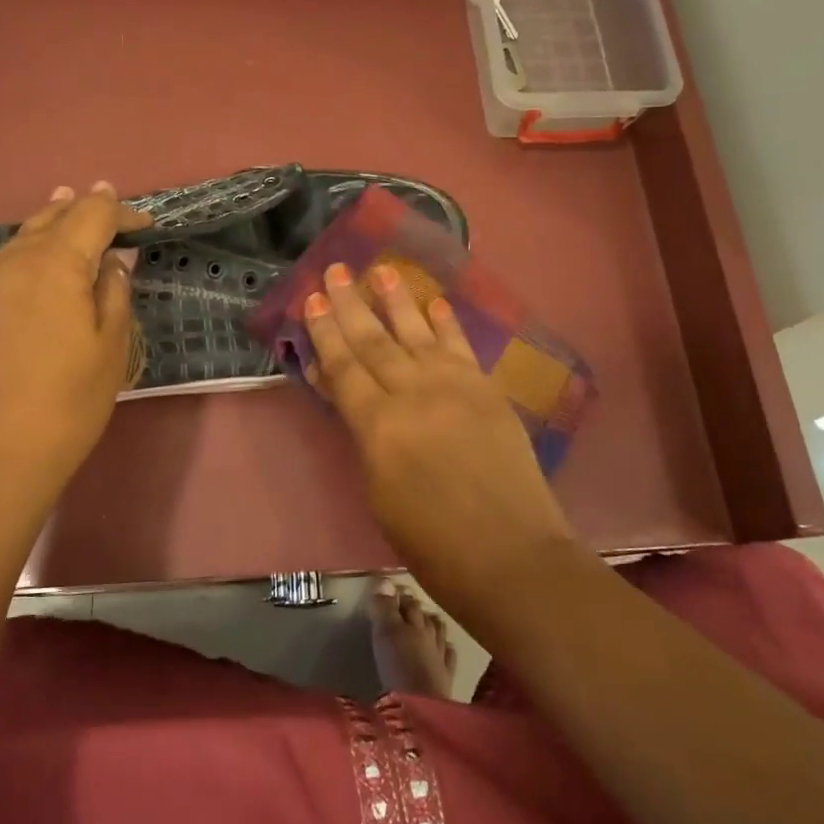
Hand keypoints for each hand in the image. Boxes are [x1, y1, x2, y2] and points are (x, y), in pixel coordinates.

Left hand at [0, 183, 150, 523]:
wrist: (2, 454)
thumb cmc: (72, 401)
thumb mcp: (112, 346)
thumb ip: (114, 292)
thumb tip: (114, 259)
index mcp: (60, 264)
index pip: (95, 217)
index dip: (122, 214)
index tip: (146, 226)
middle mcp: (16, 261)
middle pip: (54, 221)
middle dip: (85, 211)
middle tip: (109, 209)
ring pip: (15, 237)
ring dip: (42, 219)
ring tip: (59, 201)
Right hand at [302, 262, 581, 617]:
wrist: (510, 554)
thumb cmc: (431, 542)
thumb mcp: (378, 491)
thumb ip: (363, 435)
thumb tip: (347, 395)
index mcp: (378, 426)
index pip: (343, 367)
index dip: (324, 333)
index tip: (313, 299)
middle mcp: (413, 394)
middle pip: (374, 341)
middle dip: (351, 304)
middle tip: (336, 269)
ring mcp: (455, 387)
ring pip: (417, 332)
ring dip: (397, 300)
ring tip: (382, 269)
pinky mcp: (486, 391)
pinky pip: (460, 347)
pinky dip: (445, 323)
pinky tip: (433, 302)